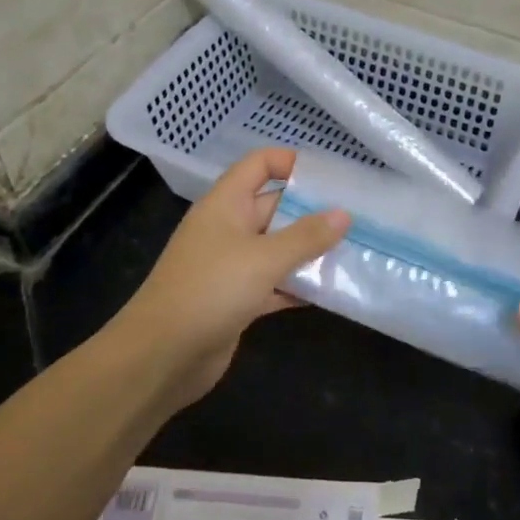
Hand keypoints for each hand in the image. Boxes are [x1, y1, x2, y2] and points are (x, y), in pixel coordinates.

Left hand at [116, 148, 348, 409]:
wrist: (162, 357)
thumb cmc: (210, 291)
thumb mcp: (263, 258)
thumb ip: (306, 236)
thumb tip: (344, 214)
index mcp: (226, 204)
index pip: (259, 164)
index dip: (291, 163)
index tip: (331, 179)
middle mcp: (228, 229)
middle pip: (275, 207)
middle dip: (313, 212)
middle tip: (357, 219)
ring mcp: (231, 266)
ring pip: (278, 248)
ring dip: (310, 251)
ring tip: (353, 252)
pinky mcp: (237, 300)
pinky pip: (274, 283)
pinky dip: (298, 285)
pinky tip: (331, 292)